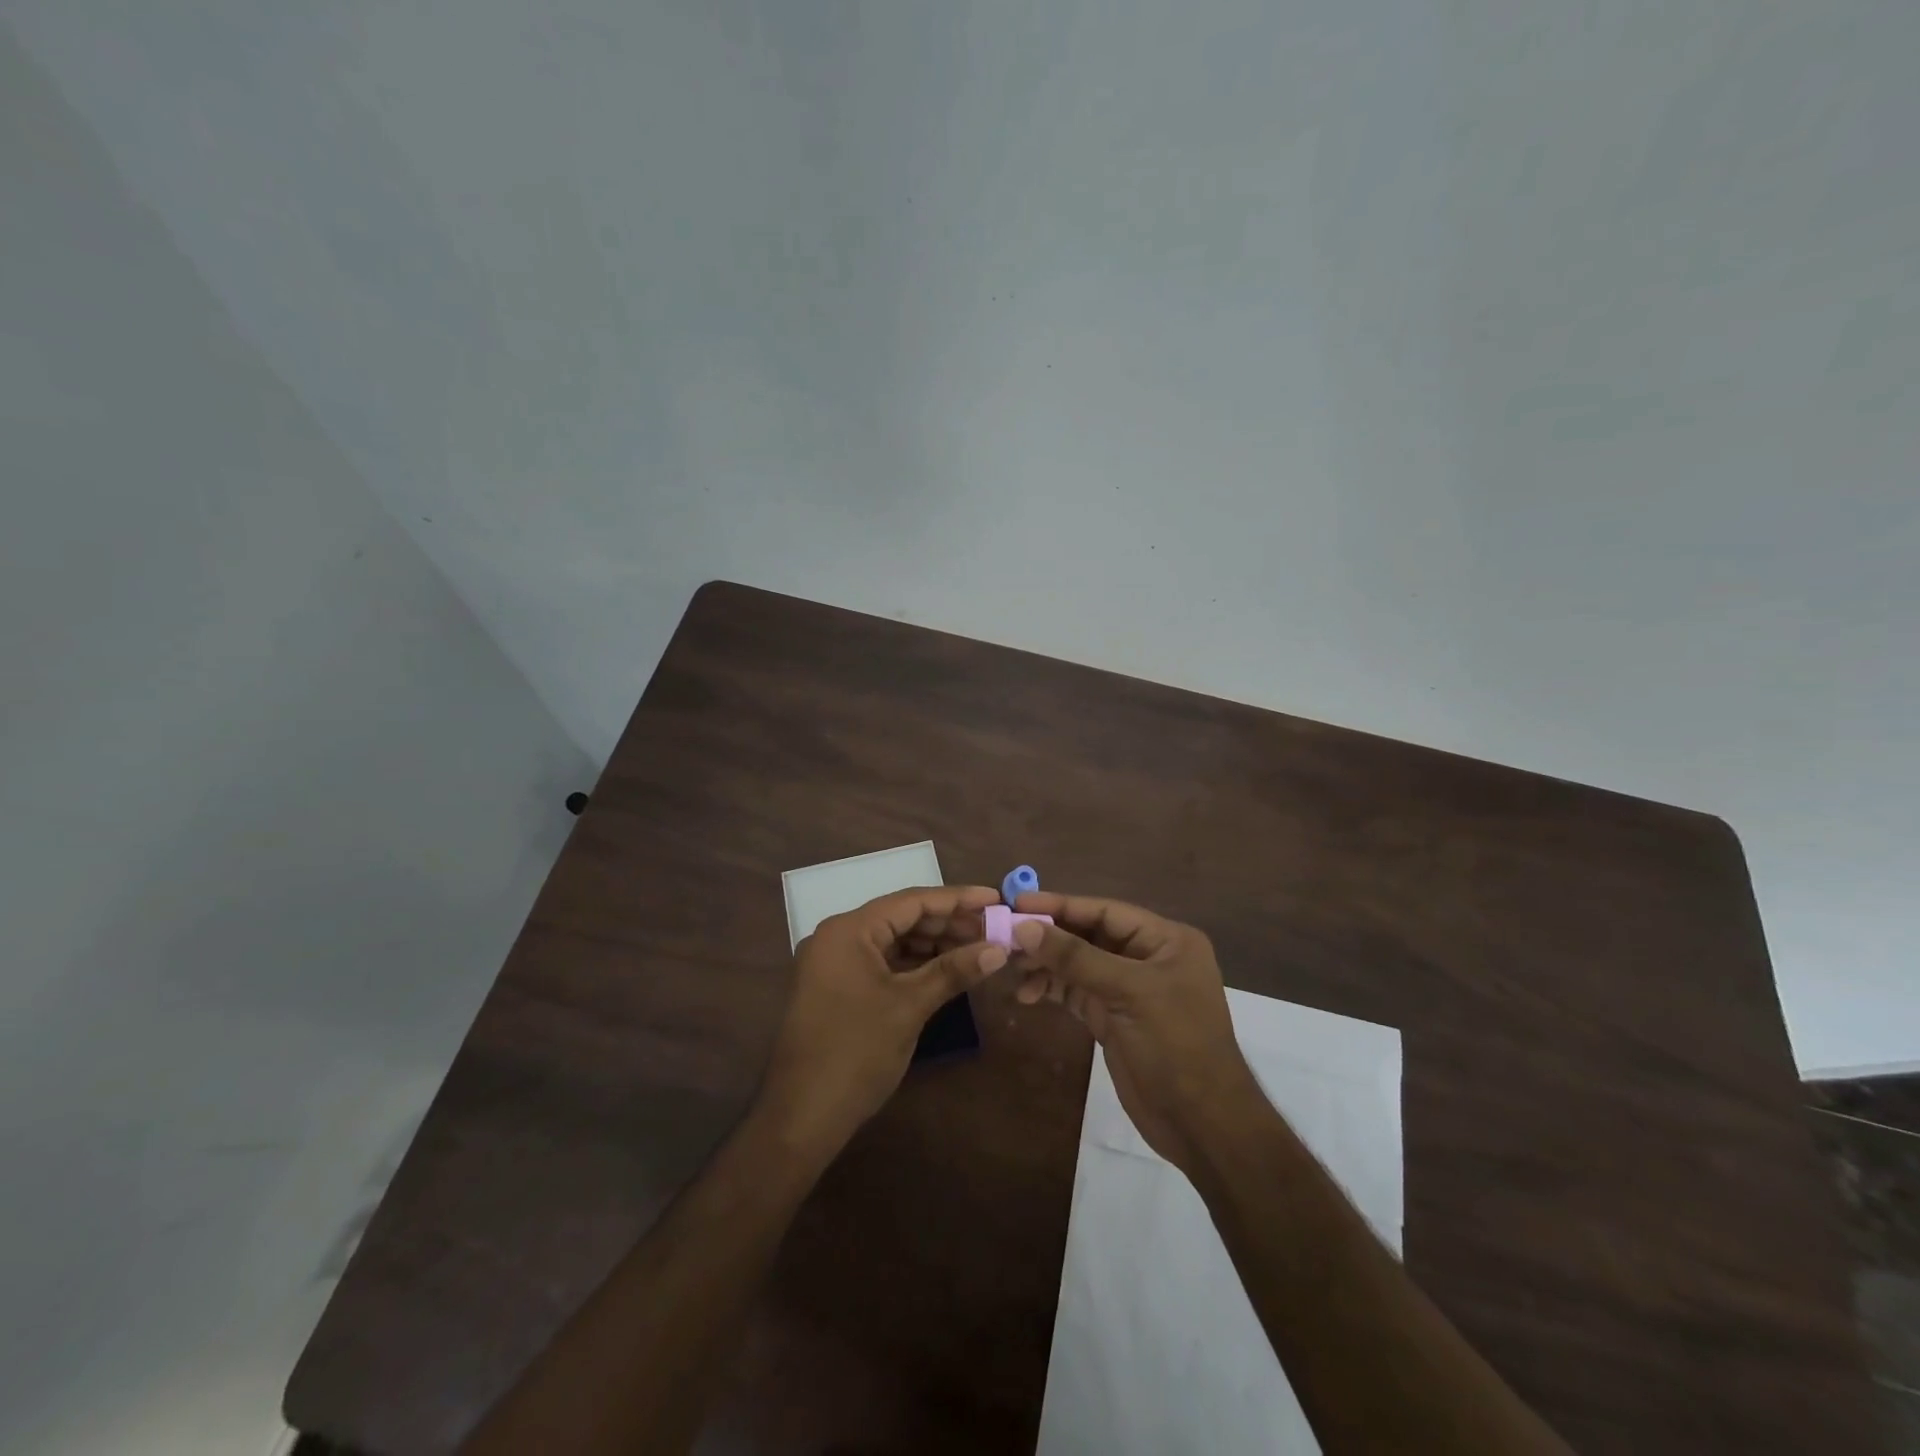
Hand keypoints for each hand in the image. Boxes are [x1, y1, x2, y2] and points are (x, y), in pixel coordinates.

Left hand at [758, 885, 1006, 1156]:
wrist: (802, 1116)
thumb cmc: (856, 1052)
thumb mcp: (909, 1007)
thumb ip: (953, 971)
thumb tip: (999, 949)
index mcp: (849, 930)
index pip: (911, 901)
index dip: (956, 899)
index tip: (995, 898)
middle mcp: (839, 936)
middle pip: (902, 918)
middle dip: (948, 923)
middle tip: (993, 928)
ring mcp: (836, 963)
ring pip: (894, 941)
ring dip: (934, 944)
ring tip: (978, 948)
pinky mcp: (839, 987)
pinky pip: (883, 962)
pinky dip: (915, 964)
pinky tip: (947, 969)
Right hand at [1010, 892, 1262, 1175]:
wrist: (1201, 1124)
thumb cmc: (1175, 1045)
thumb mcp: (1127, 992)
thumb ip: (1075, 957)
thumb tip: (1024, 927)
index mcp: (1166, 940)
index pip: (1106, 911)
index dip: (1061, 905)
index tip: (1018, 902)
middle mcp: (1148, 957)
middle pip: (1089, 935)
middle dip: (1049, 936)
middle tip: (1006, 937)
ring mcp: (1129, 989)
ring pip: (1079, 964)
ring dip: (1046, 965)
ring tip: (1012, 969)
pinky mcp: (1113, 1017)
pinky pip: (1076, 992)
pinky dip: (1052, 989)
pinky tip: (1027, 994)